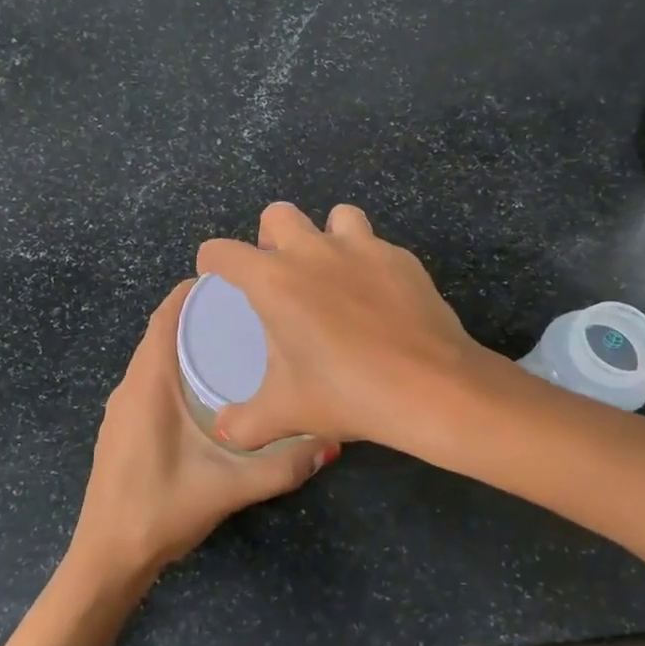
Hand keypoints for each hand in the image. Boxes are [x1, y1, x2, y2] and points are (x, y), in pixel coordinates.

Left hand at [70, 280, 336, 584]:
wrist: (107, 558)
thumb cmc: (161, 510)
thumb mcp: (229, 487)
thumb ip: (283, 466)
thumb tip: (332, 441)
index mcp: (148, 385)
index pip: (166, 318)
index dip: (194, 292)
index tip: (236, 282)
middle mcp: (130, 386)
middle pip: (163, 333)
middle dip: (202, 316)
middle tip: (252, 312)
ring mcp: (122, 408)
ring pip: (156, 358)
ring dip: (190, 343)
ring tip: (240, 342)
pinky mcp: (123, 427)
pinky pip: (151, 380)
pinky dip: (179, 369)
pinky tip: (212, 388)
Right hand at [196, 202, 487, 452]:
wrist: (432, 388)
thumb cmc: (347, 393)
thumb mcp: (286, 413)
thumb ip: (245, 423)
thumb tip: (225, 432)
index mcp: (274, 281)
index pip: (223, 252)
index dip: (212, 261)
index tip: (216, 276)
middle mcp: (314, 251)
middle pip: (278, 214)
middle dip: (271, 237)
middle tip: (280, 275)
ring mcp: (363, 248)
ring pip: (336, 216)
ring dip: (326, 236)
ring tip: (333, 275)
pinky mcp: (402, 258)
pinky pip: (376, 246)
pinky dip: (369, 263)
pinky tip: (377, 299)